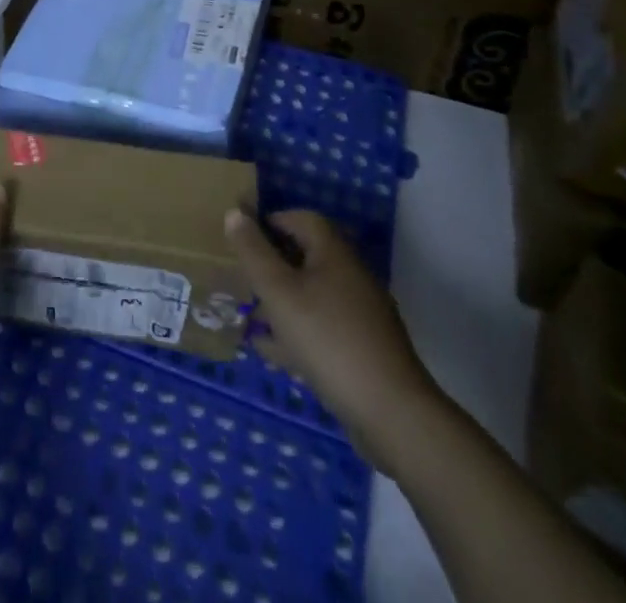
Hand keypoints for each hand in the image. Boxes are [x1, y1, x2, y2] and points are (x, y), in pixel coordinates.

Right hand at [224, 209, 440, 457]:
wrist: (391, 412)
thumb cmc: (328, 339)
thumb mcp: (279, 292)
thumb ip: (254, 252)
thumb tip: (234, 212)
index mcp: (334, 252)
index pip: (300, 218)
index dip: (269, 223)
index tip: (241, 241)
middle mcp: (350, 274)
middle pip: (305, 256)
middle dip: (271, 266)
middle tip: (241, 281)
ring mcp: (360, 312)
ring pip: (312, 294)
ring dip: (281, 302)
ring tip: (250, 319)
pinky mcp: (363, 346)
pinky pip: (322, 326)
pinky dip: (297, 332)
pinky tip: (273, 353)